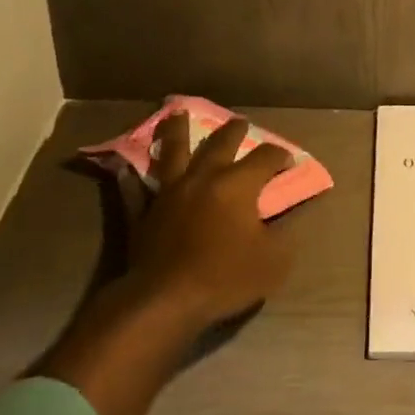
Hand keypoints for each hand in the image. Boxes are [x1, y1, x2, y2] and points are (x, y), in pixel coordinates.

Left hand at [36, 112, 295, 414]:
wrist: (165, 300)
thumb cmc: (224, 278)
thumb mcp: (272, 262)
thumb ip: (283, 235)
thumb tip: (288, 218)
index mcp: (237, 184)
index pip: (265, 158)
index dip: (280, 155)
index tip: (289, 159)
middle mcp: (203, 177)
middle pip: (220, 143)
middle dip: (234, 130)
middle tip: (240, 122)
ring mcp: (169, 192)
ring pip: (173, 152)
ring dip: (176, 131)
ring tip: (176, 113)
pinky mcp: (143, 212)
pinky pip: (135, 190)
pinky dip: (131, 179)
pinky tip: (126, 169)